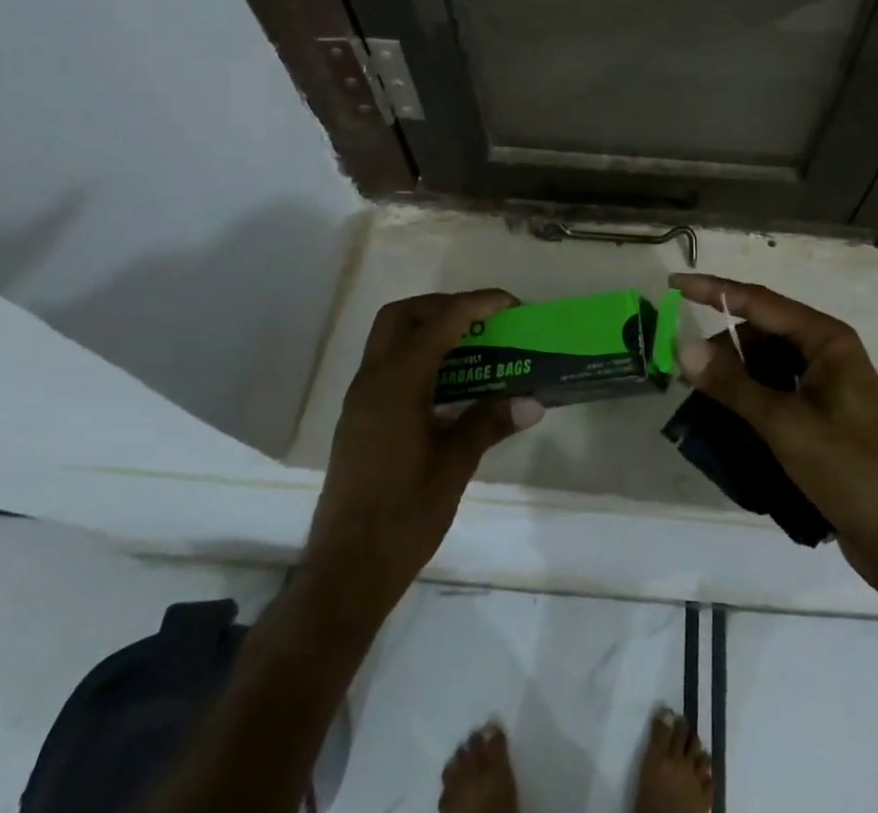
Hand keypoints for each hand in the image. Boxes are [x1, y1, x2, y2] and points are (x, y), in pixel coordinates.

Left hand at [305, 291, 543, 621]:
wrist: (346, 573)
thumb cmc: (404, 516)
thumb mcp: (455, 466)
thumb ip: (490, 422)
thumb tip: (531, 401)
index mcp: (397, 384)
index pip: (440, 322)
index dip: (477, 304)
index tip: (511, 304)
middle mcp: (372, 381)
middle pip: (402, 316)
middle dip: (443, 306)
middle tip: (482, 320)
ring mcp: (360, 401)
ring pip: (390, 339)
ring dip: (428, 330)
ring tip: (472, 346)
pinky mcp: (358, 420)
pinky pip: (387, 366)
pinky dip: (417, 357)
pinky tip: (447, 386)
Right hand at [671, 274, 877, 628]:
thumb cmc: (849, 468)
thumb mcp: (784, 424)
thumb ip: (732, 384)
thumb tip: (684, 346)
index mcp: (826, 338)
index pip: (759, 301)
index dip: (714, 290)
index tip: (675, 283)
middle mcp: (827, 351)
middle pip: (762, 331)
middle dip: (724, 344)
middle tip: (686, 367)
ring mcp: (826, 383)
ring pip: (767, 361)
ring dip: (736, 372)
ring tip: (703, 396)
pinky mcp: (822, 413)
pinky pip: (776, 388)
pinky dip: (750, 394)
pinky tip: (728, 414)